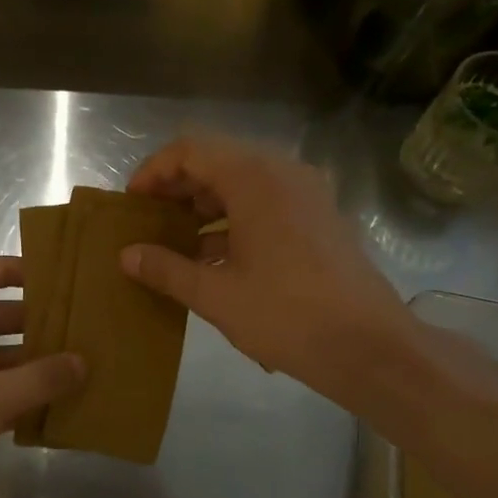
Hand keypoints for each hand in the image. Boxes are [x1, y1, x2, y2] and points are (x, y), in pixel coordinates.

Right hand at [121, 135, 410, 403]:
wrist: (372, 347)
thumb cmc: (288, 315)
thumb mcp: (217, 295)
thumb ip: (166, 269)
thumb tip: (126, 255)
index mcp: (255, 178)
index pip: (190, 149)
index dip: (153, 171)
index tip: (132, 203)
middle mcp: (283, 172)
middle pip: (217, 161)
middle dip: (177, 189)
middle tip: (148, 222)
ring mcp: (307, 194)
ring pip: (242, 183)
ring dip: (205, 206)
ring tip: (175, 243)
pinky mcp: (320, 218)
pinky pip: (266, 204)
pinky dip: (235, 221)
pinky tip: (214, 259)